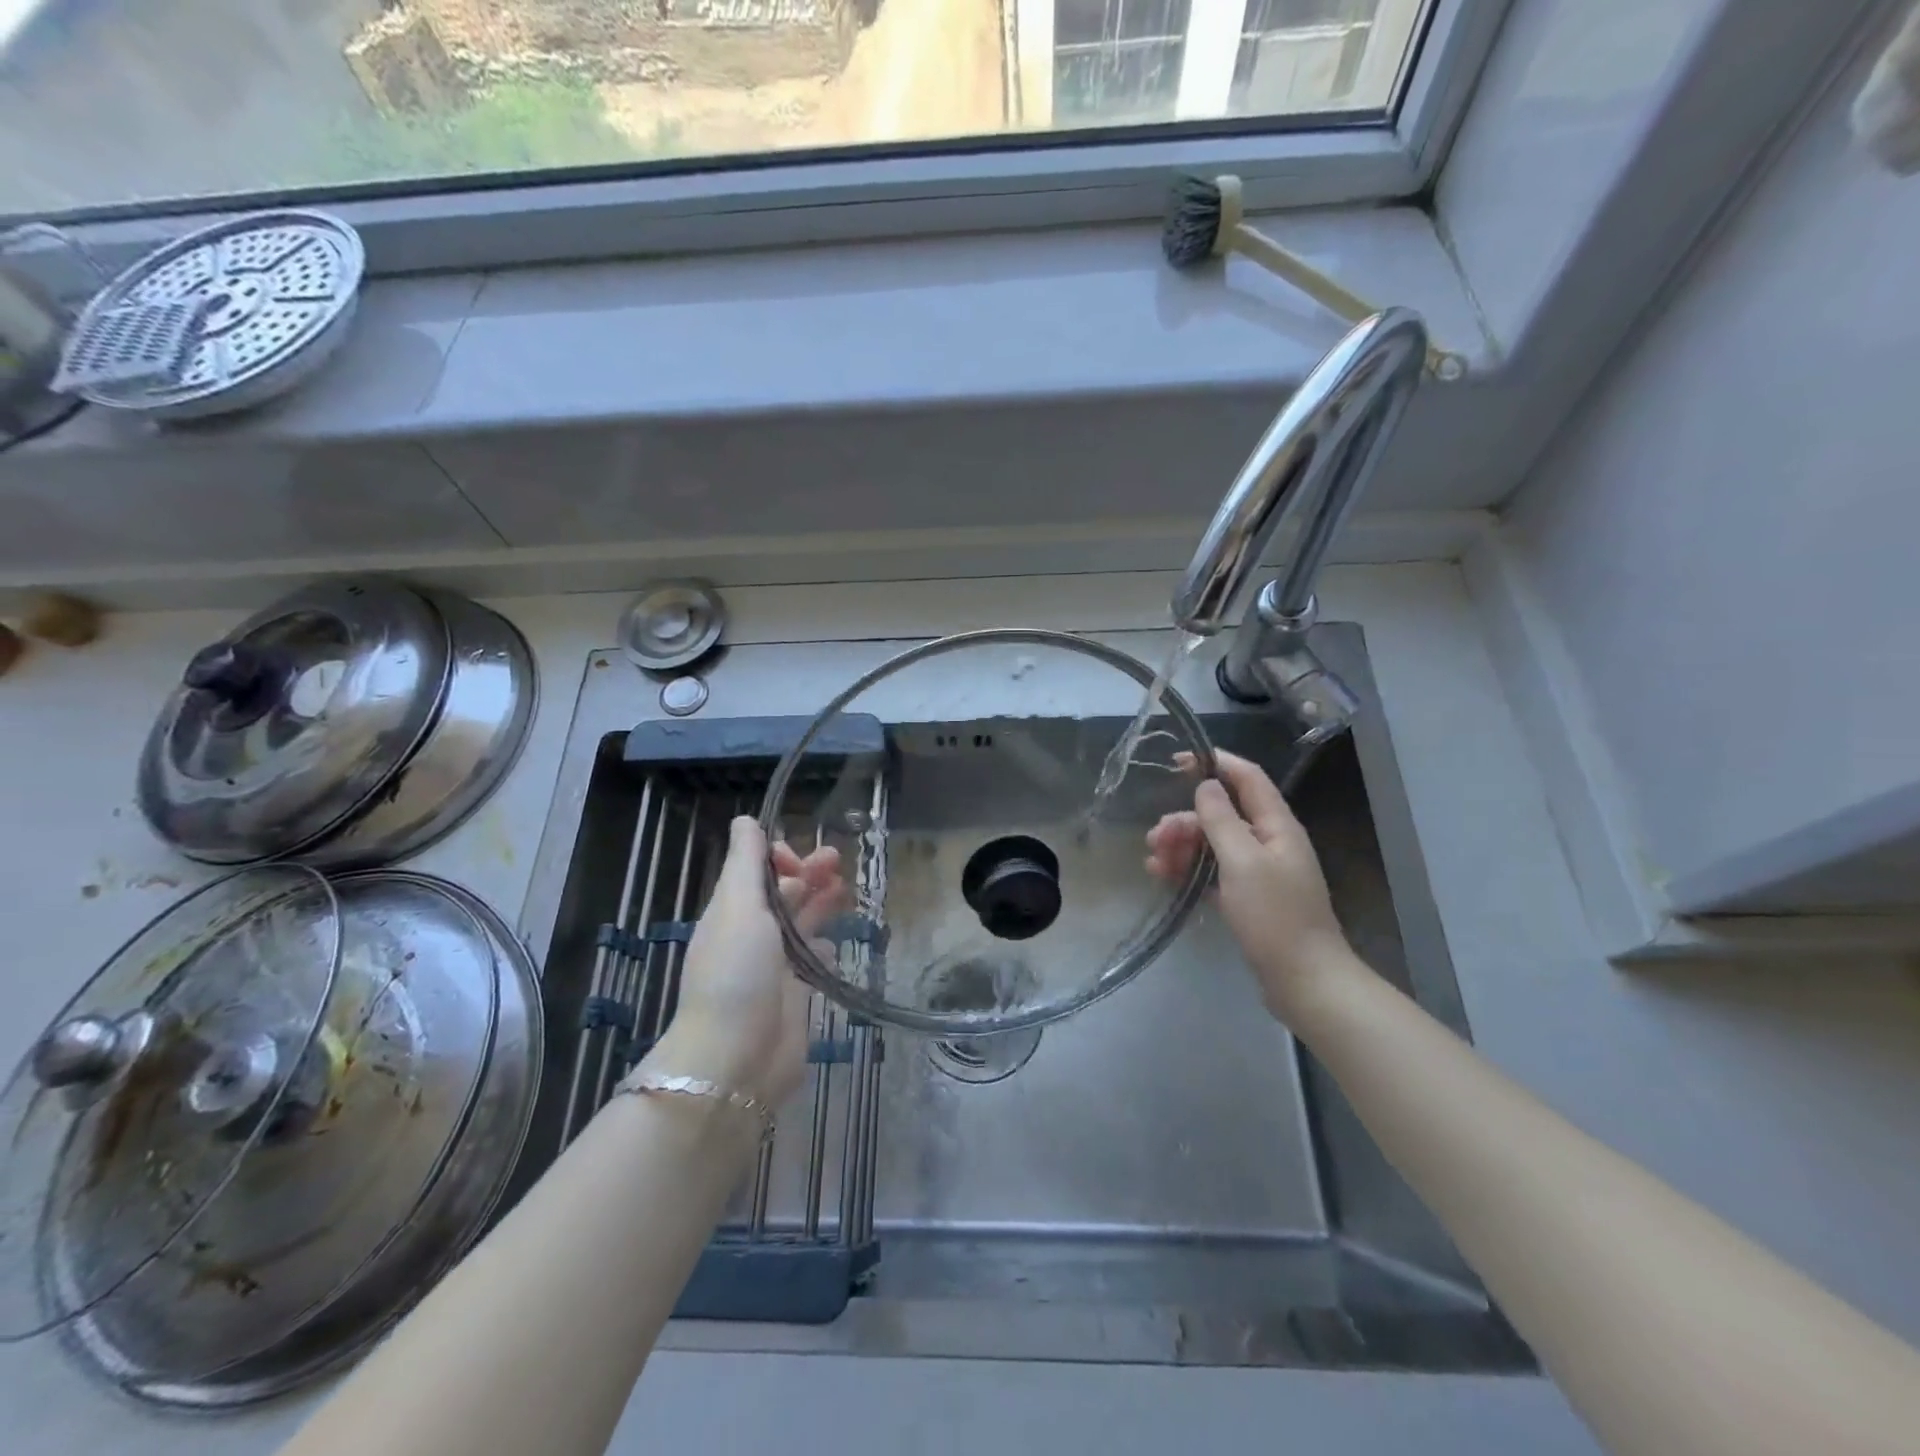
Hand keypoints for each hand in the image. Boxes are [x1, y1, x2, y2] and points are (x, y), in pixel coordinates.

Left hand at [646, 817, 843, 1109]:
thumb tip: (745, 819)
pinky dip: (826, 946)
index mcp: (733, 911)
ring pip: (802, 923)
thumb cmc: (736, 972)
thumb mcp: (738, 906)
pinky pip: (814, 960)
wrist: (736, 1058)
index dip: (779, 857)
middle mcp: (753, 934)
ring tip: (846, 889)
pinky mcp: (796, 994)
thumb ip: (745, 863)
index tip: (800, 860)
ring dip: (821, 903)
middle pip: (783, 893)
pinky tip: (836, 942)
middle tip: (839, 861)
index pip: (756, 871)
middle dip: (808, 873)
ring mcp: (775, 966)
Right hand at [1145, 751, 1357, 1023]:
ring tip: (1154, 864)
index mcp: (1276, 826)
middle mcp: (1268, 842)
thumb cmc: (1275, 917)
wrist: (1304, 981)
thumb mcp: (1243, 862)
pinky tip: (1164, 877)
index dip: (1215, 763)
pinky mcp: (1248, 897)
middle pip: (1222, 814)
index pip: (1247, 778)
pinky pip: (1212, 871)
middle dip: (1185, 820)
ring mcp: (1258, 871)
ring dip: (1181, 846)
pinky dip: (1189, 869)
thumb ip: (1221, 820)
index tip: (1176, 761)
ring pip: (1213, 844)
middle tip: (1154, 838)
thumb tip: (1206, 784)